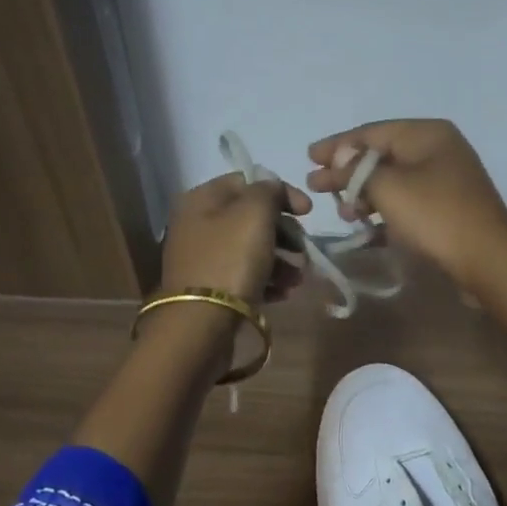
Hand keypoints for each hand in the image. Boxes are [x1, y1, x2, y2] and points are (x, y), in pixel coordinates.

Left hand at [159, 171, 310, 306]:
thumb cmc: (230, 260)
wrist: (202, 323)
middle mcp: (198, 226)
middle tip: (303, 251)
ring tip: (298, 279)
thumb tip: (273, 190)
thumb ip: (268, 191)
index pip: (247, 182)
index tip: (307, 212)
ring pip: (252, 250)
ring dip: (282, 261)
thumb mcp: (254, 213)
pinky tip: (284, 293)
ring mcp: (204, 260)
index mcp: (202, 200)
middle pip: (251, 219)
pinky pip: (246, 277)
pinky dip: (268, 281)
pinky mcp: (212, 290)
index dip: (281, 193)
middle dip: (285, 234)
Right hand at [304, 119, 506, 294]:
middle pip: (382, 155)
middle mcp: (438, 150)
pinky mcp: (446, 209)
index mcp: (427, 133)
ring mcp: (445, 180)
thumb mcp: (388, 187)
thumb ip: (357, 169)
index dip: (337, 145)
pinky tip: (365, 225)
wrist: (487, 259)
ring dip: (364, 194)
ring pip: (393, 181)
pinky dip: (384, 210)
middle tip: (316, 186)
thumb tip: (340, 157)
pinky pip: (406, 202)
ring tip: (341, 212)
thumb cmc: (435, 216)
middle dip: (347, 172)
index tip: (308, 158)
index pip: (372, 132)